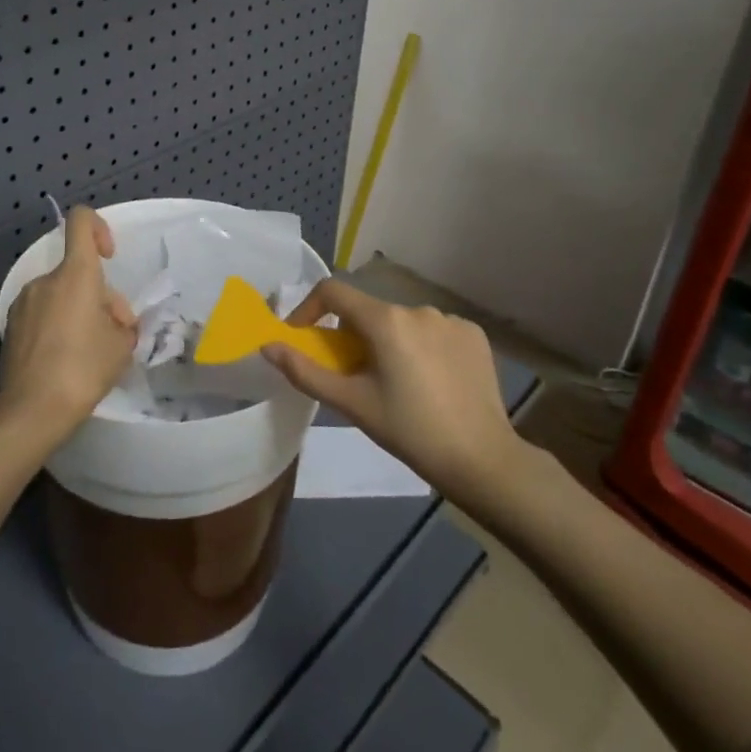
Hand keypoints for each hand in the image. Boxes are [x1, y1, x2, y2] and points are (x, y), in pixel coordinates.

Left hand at [0, 206, 138, 436]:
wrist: (30, 411)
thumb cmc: (83, 369)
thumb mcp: (121, 346)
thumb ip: (122, 323)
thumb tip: (113, 321)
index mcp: (75, 274)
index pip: (81, 221)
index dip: (99, 227)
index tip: (109, 256)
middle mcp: (45, 280)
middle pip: (77, 271)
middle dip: (99, 295)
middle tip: (115, 334)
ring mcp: (23, 303)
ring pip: (61, 295)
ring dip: (79, 312)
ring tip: (92, 351)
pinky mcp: (11, 327)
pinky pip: (43, 314)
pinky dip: (58, 326)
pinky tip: (67, 361)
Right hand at [265, 280, 519, 498]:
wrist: (483, 460)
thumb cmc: (410, 432)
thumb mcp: (352, 404)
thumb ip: (305, 371)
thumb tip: (268, 346)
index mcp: (386, 320)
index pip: (334, 291)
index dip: (310, 308)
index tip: (303, 336)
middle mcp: (418, 308)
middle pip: (369, 311)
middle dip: (352, 335)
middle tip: (353, 374)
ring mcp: (450, 319)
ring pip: (402, 322)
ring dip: (389, 341)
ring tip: (396, 383)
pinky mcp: (474, 335)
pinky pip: (434, 331)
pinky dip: (422, 347)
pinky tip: (431, 381)